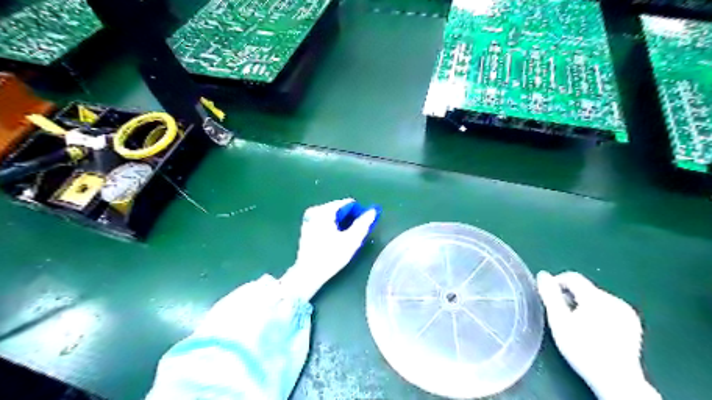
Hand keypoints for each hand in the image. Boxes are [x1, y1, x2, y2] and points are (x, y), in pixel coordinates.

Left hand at [278, 198, 380, 301]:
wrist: (308, 273)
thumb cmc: (331, 256)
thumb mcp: (351, 240)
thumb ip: (363, 224)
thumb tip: (373, 211)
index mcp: (325, 211)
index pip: (348, 203)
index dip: (359, 213)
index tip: (364, 226)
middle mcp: (315, 211)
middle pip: (340, 209)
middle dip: (350, 219)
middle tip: (356, 234)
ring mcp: (309, 219)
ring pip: (333, 216)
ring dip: (342, 224)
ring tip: (346, 238)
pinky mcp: (307, 227)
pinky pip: (325, 221)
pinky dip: (332, 227)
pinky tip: (335, 240)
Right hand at [540, 270, 660, 397]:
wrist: (616, 380)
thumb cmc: (582, 349)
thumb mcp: (559, 321)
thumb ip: (550, 295)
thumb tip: (543, 275)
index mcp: (596, 297)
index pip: (572, 277)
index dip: (557, 283)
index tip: (549, 299)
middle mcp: (614, 300)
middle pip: (584, 289)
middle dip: (570, 298)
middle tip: (561, 316)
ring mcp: (626, 312)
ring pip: (596, 299)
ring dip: (583, 305)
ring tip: (577, 325)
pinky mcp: (633, 324)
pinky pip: (608, 309)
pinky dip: (597, 314)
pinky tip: (594, 331)